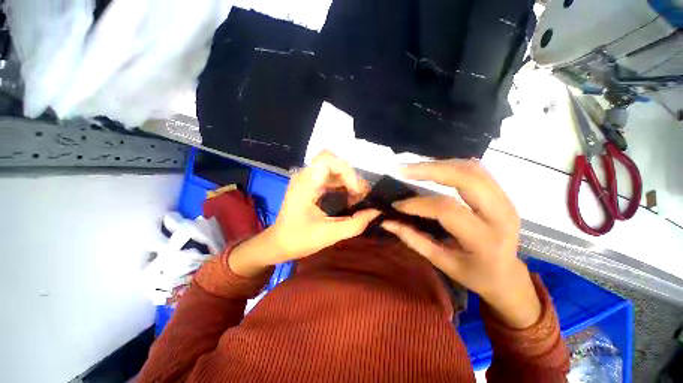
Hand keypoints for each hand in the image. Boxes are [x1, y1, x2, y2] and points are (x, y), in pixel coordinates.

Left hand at [229, 151, 379, 277]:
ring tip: (357, 200)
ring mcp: (308, 179)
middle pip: (335, 163)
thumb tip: (376, 212)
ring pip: (335, 170)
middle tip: (361, 198)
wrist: (278, 244)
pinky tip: (348, 200)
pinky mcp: (312, 185)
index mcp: (305, 183)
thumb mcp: (328, 235)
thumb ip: (354, 224)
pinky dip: (344, 186)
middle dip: (352, 179)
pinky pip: (332, 178)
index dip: (346, 171)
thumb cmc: (298, 240)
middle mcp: (305, 176)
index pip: (327, 159)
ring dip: (349, 183)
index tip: (356, 191)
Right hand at [382, 159, 540, 328]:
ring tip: (414, 169)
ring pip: (471, 168)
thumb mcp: (442, 264)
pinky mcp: (502, 193)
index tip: (396, 204)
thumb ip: (414, 240)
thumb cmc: (475, 275)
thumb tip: (387, 222)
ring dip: (439, 164)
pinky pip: (475, 170)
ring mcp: (505, 200)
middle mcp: (500, 214)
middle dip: (429, 170)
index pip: (447, 210)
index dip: (418, 204)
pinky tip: (433, 169)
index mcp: (485, 240)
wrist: (508, 276)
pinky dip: (451, 165)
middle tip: (402, 171)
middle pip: (465, 178)